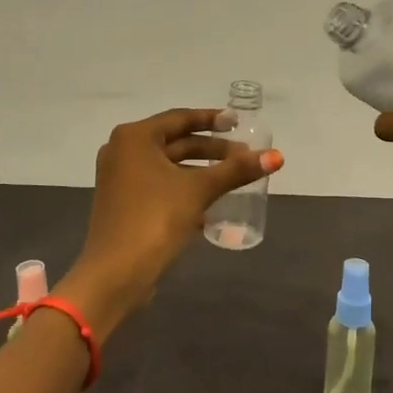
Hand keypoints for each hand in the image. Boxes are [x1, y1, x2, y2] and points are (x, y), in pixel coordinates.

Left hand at [58, 107, 283, 335]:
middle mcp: (122, 151)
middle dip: (211, 149)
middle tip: (244, 155)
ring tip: (233, 178)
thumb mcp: (199, 190)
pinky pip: (159, 186)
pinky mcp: (123, 204)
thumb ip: (236, 170)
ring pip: (168, 166)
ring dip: (200, 171)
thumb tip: (277, 156)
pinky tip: (211, 205)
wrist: (115, 274)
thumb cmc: (155, 219)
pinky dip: (184, 189)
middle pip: (175, 142)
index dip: (212, 120)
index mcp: (134, 138)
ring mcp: (120, 179)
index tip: (238, 123)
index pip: (180, 118)